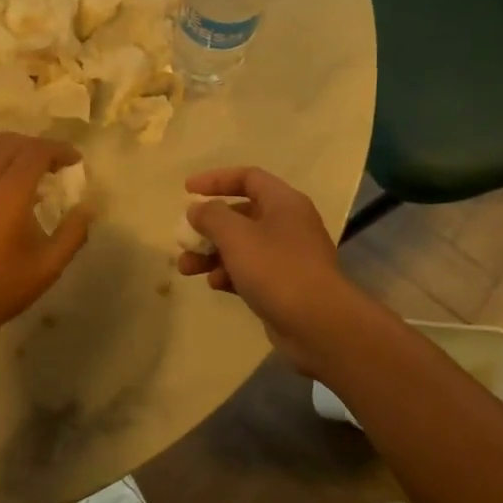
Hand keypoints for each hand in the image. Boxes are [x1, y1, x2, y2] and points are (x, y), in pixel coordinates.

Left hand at [0, 132, 89, 351]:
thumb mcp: (47, 268)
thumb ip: (73, 233)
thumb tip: (87, 207)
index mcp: (10, 190)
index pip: (38, 150)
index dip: (59, 150)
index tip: (73, 161)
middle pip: (8, 142)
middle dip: (33, 148)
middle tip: (47, 168)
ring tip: (8, 172)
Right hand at [178, 166, 365, 374]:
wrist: (318, 324)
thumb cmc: (276, 269)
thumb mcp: (236, 236)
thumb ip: (211, 216)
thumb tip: (197, 209)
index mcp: (283, 202)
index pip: (247, 177)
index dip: (215, 180)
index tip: (187, 190)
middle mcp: (288, 224)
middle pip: (241, 214)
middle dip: (208, 226)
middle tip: (184, 239)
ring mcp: (288, 256)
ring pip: (242, 246)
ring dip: (212, 254)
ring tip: (187, 268)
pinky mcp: (284, 285)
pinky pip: (250, 271)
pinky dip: (230, 274)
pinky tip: (215, 285)